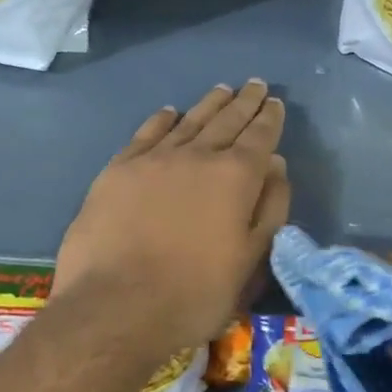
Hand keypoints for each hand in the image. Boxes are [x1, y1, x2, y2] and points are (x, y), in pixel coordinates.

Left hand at [53, 81, 289, 366]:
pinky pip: (146, 134)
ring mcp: (153, 159)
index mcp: (235, 177)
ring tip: (222, 90)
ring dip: (208, 104)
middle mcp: (197, 156)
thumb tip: (276, 166)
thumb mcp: (250, 261)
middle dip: (244, 102)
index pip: (259, 137)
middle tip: (254, 84)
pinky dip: (162, 120)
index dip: (269, 119)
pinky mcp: (118, 170)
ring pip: (188, 121)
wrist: (115, 307)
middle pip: (226, 120)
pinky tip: (169, 112)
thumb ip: (269, 209)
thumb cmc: (195, 294)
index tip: (275, 103)